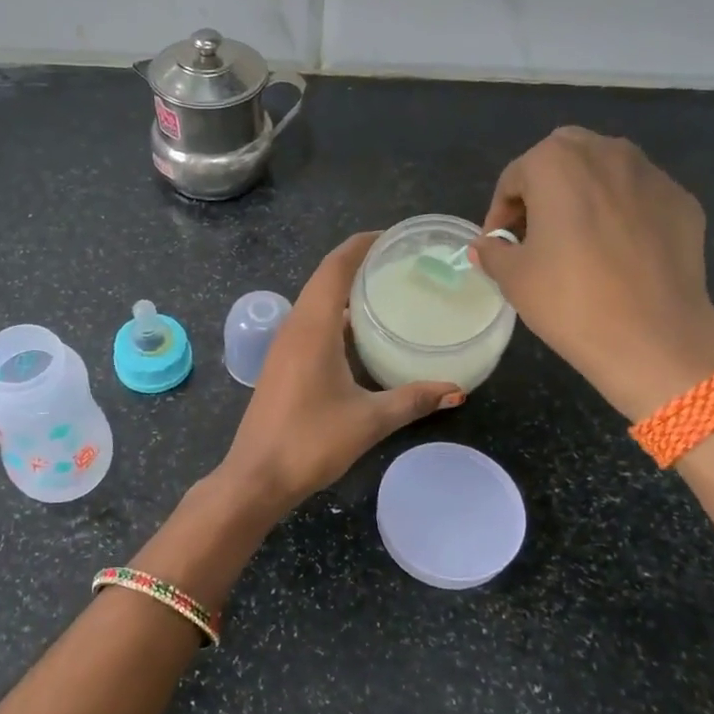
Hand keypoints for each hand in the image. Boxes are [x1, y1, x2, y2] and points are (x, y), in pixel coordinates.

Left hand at [217, 232, 460, 513]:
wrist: (257, 477)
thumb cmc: (311, 441)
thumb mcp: (369, 419)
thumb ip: (413, 400)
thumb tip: (457, 389)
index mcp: (312, 327)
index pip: (335, 267)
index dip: (361, 245)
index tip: (393, 236)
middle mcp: (294, 327)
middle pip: (325, 279)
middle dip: (358, 264)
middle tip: (401, 263)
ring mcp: (284, 346)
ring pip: (316, 302)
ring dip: (345, 291)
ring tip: (386, 291)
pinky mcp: (282, 364)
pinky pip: (311, 324)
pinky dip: (336, 316)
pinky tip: (361, 334)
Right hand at [471, 128, 713, 418]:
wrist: (653, 336)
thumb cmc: (569, 299)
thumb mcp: (513, 277)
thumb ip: (493, 252)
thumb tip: (486, 247)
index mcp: (556, 161)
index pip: (514, 178)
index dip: (500, 214)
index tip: (499, 246)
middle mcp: (606, 152)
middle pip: (563, 160)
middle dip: (544, 190)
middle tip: (536, 234)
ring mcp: (651, 174)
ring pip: (605, 173)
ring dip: (585, 196)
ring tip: (578, 241)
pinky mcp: (682, 201)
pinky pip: (639, 198)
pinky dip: (623, 214)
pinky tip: (618, 254)